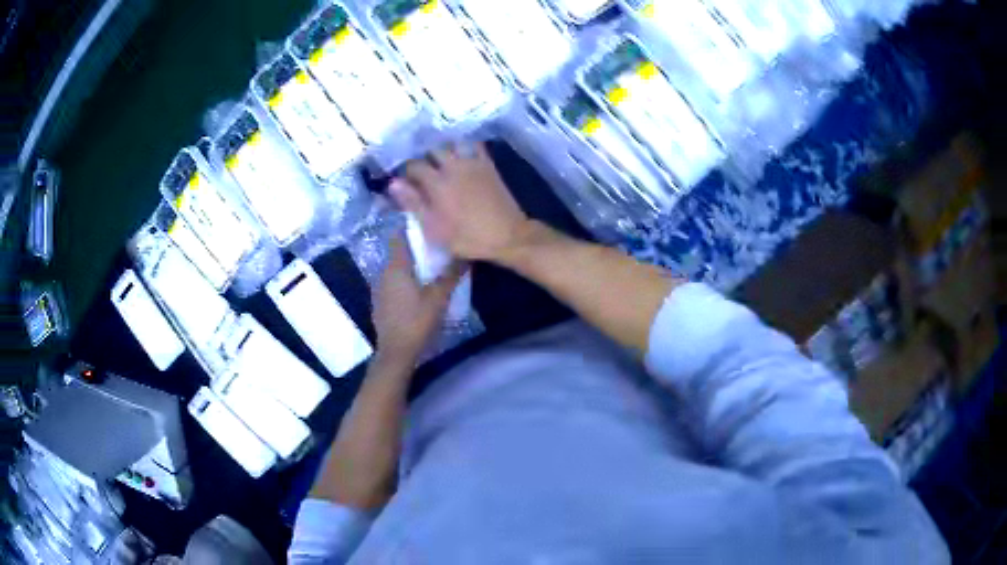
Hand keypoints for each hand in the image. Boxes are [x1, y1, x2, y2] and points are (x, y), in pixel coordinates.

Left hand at [373, 235, 464, 366]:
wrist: (396, 352)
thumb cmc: (417, 321)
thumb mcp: (439, 297)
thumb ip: (451, 274)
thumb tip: (465, 255)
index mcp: (396, 267)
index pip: (399, 236)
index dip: (412, 228)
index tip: (429, 225)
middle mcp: (384, 273)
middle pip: (399, 253)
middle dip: (416, 249)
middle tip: (437, 250)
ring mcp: (379, 289)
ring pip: (396, 270)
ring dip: (411, 267)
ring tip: (431, 270)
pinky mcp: (380, 303)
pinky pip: (393, 284)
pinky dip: (405, 282)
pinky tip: (418, 292)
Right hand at [389, 142, 531, 262]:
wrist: (508, 236)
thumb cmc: (468, 238)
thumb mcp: (434, 228)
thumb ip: (413, 203)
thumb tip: (393, 183)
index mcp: (437, 183)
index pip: (413, 166)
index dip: (406, 172)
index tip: (404, 182)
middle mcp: (453, 166)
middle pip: (432, 150)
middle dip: (424, 158)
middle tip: (422, 171)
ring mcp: (472, 163)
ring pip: (452, 144)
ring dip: (444, 149)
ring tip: (440, 161)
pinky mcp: (488, 165)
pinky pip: (474, 146)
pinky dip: (464, 146)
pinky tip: (461, 155)